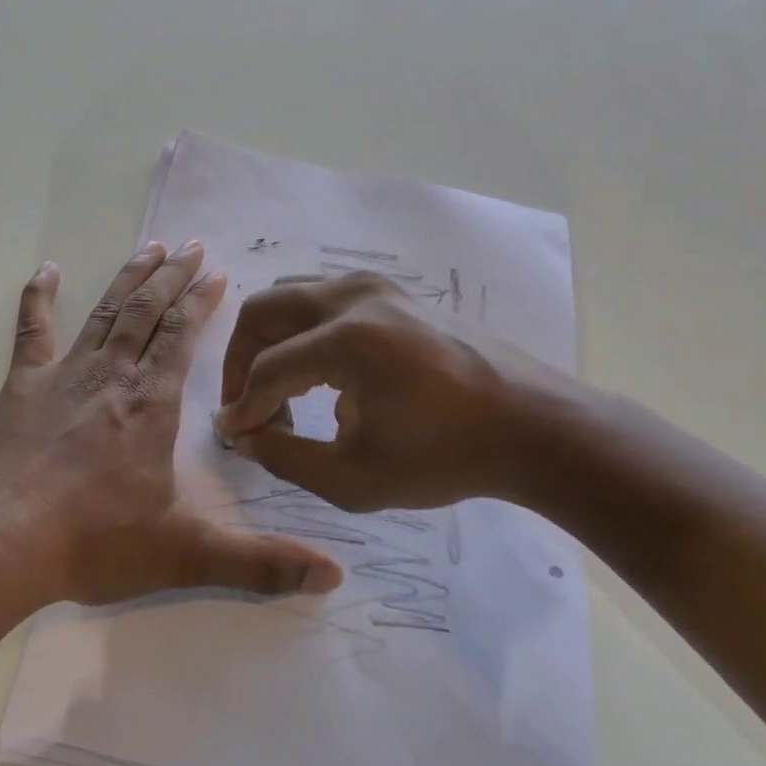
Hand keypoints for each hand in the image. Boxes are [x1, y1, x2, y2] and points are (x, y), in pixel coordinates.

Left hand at [0, 243, 344, 607]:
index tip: (217, 274)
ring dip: (130, 278)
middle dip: (173, 277)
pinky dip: (38, 297)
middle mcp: (112, 377)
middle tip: (192, 246)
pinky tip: (46, 270)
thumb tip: (334, 576)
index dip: (201, 302)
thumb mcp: (185, 556)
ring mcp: (63, 377)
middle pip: (148, 312)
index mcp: (152, 405)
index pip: (183, 337)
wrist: (0, 548)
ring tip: (150, 247)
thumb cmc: (94, 545)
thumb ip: (260, 564)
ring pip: (105, 313)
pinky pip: (31, 331)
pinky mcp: (20, 388)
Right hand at [215, 273, 586, 512]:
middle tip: (247, 405)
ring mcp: (377, 286)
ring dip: (272, 343)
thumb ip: (285, 458)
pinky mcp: (394, 292)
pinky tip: (323, 379)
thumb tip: (244, 435)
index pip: (266, 370)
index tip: (234, 437)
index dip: (242, 408)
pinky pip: (324, 300)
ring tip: (282, 394)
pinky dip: (305, 333)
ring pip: (291, 297)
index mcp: (347, 340)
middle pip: (263, 311)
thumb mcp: (355, 478)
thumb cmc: (446, 458)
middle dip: (241, 360)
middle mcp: (354, 297)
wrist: (532, 427)